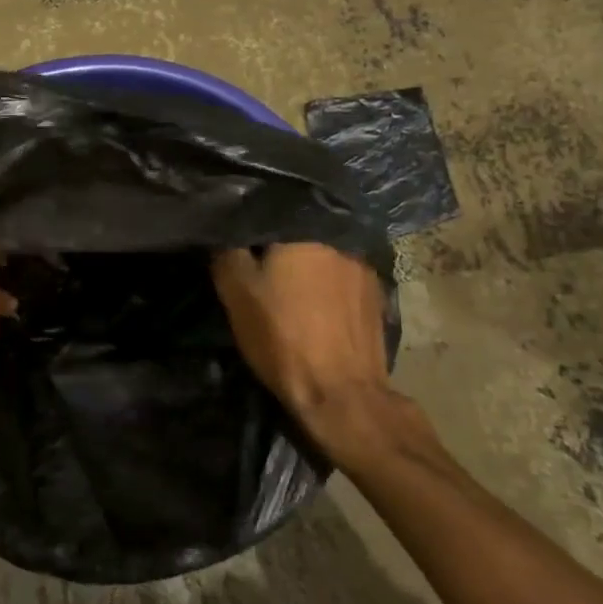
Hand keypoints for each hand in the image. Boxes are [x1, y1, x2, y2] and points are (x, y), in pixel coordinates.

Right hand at [211, 243, 423, 463]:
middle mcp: (338, 238)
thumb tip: (225, 229)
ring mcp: (363, 266)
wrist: (341, 395)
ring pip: (323, 252)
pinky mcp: (377, 294)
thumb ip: (228, 251)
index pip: (270, 208)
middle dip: (279, 242)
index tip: (237, 238)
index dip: (250, 222)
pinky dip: (327, 283)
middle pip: (300, 230)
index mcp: (304, 230)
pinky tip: (315, 302)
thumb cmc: (282, 337)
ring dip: (306, 263)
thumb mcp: (236, 293)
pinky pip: (342, 275)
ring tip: (288, 281)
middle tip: (259, 260)